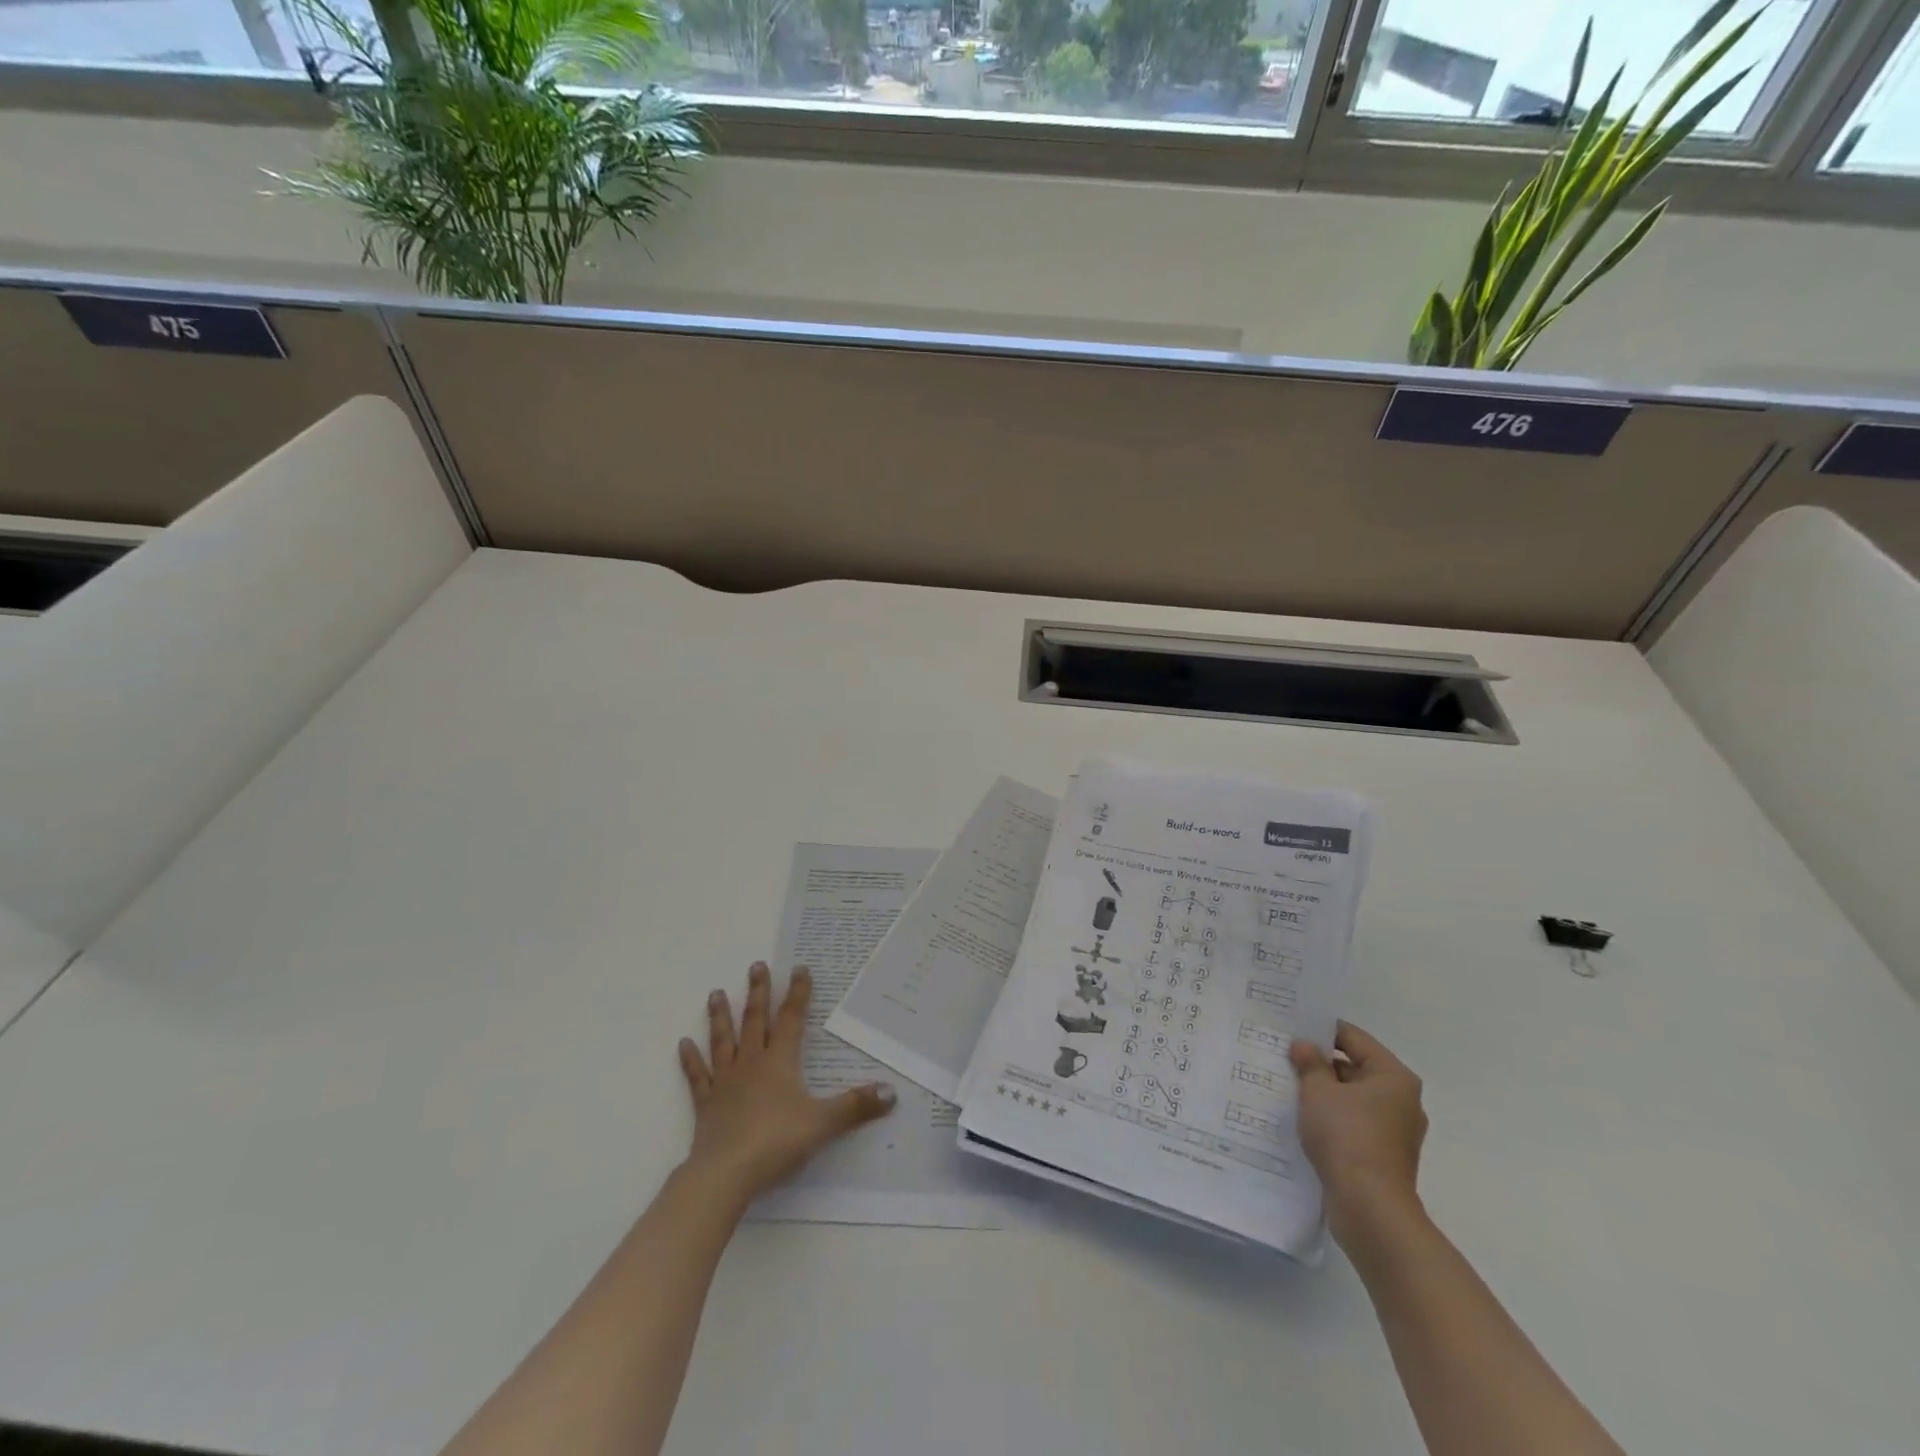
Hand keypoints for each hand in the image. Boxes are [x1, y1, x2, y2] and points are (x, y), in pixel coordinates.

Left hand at [677, 962, 895, 1206]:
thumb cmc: (775, 1142)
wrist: (724, 1175)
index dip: (798, 993)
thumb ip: (855, 1106)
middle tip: (756, 966)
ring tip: (716, 993)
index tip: (799, 968)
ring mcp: (726, 1083)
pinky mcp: (707, 1105)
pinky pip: (699, 1076)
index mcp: (779, 1062)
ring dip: (721, 1017)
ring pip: (724, 1041)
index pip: (791, 1019)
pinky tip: (684, 1045)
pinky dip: (691, 1060)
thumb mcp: (823, 1123)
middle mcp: (751, 1064)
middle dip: (758, 993)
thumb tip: (891, 1091)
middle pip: (755, 1021)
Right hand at [1289, 1021, 1427, 1244]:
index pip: (1353, 1038)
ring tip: (1289, 1087)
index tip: (1292, 1030)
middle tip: (1285, 1058)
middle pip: (1355, 1068)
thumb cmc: (1346, 1136)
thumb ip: (1310, 1063)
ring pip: (1354, 1098)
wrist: (1369, 1208)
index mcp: (1393, 1077)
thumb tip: (1304, 1046)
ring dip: (1325, 1093)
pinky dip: (1333, 1118)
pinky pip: (1355, 1124)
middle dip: (1321, 1064)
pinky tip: (1305, 1119)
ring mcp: (1396, 1131)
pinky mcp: (1385, 1156)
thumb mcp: (1318, 1091)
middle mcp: (1402, 1100)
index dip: (1321, 1031)